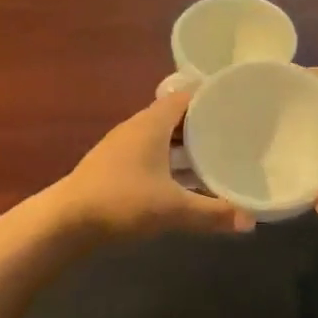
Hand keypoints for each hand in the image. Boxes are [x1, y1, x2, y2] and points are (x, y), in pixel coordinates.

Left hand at [55, 90, 253, 237]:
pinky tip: (187, 180)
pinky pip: (152, 154)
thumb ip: (212, 213)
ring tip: (219, 154)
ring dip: (188, 145)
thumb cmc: (120, 202)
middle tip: (237, 131)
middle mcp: (136, 128)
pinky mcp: (115, 166)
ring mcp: (123, 147)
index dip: (211, 96)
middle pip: (176, 117)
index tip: (238, 102)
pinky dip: (172, 161)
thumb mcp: (172, 209)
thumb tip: (251, 221)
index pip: (186, 96)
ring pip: (163, 138)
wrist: (66, 221)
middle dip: (205, 123)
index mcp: (150, 124)